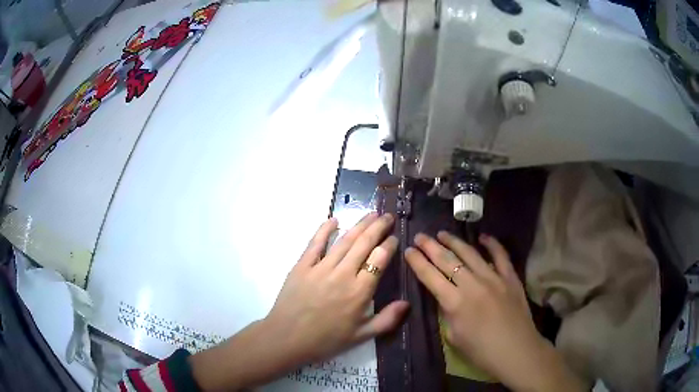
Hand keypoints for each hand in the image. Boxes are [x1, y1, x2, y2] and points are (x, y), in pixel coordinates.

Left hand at [265, 212, 408, 362]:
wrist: (287, 339)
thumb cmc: (325, 340)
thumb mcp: (361, 336)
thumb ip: (386, 320)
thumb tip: (407, 303)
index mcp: (360, 292)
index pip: (379, 259)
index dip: (389, 245)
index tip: (395, 238)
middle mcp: (343, 274)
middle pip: (364, 244)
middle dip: (378, 227)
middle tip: (387, 216)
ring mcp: (321, 268)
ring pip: (344, 241)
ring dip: (359, 225)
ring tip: (371, 213)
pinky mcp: (302, 266)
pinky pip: (315, 243)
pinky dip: (324, 230)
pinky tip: (333, 220)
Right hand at [405, 232, 585, 391]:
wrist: (517, 351)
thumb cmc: (482, 352)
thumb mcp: (454, 337)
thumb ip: (448, 314)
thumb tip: (446, 298)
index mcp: (455, 303)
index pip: (430, 277)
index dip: (417, 262)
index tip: (408, 251)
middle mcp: (472, 285)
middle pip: (447, 260)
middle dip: (430, 246)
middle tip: (420, 236)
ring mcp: (494, 278)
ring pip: (470, 253)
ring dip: (454, 241)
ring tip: (443, 233)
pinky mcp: (510, 277)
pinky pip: (501, 255)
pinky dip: (492, 244)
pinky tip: (483, 237)